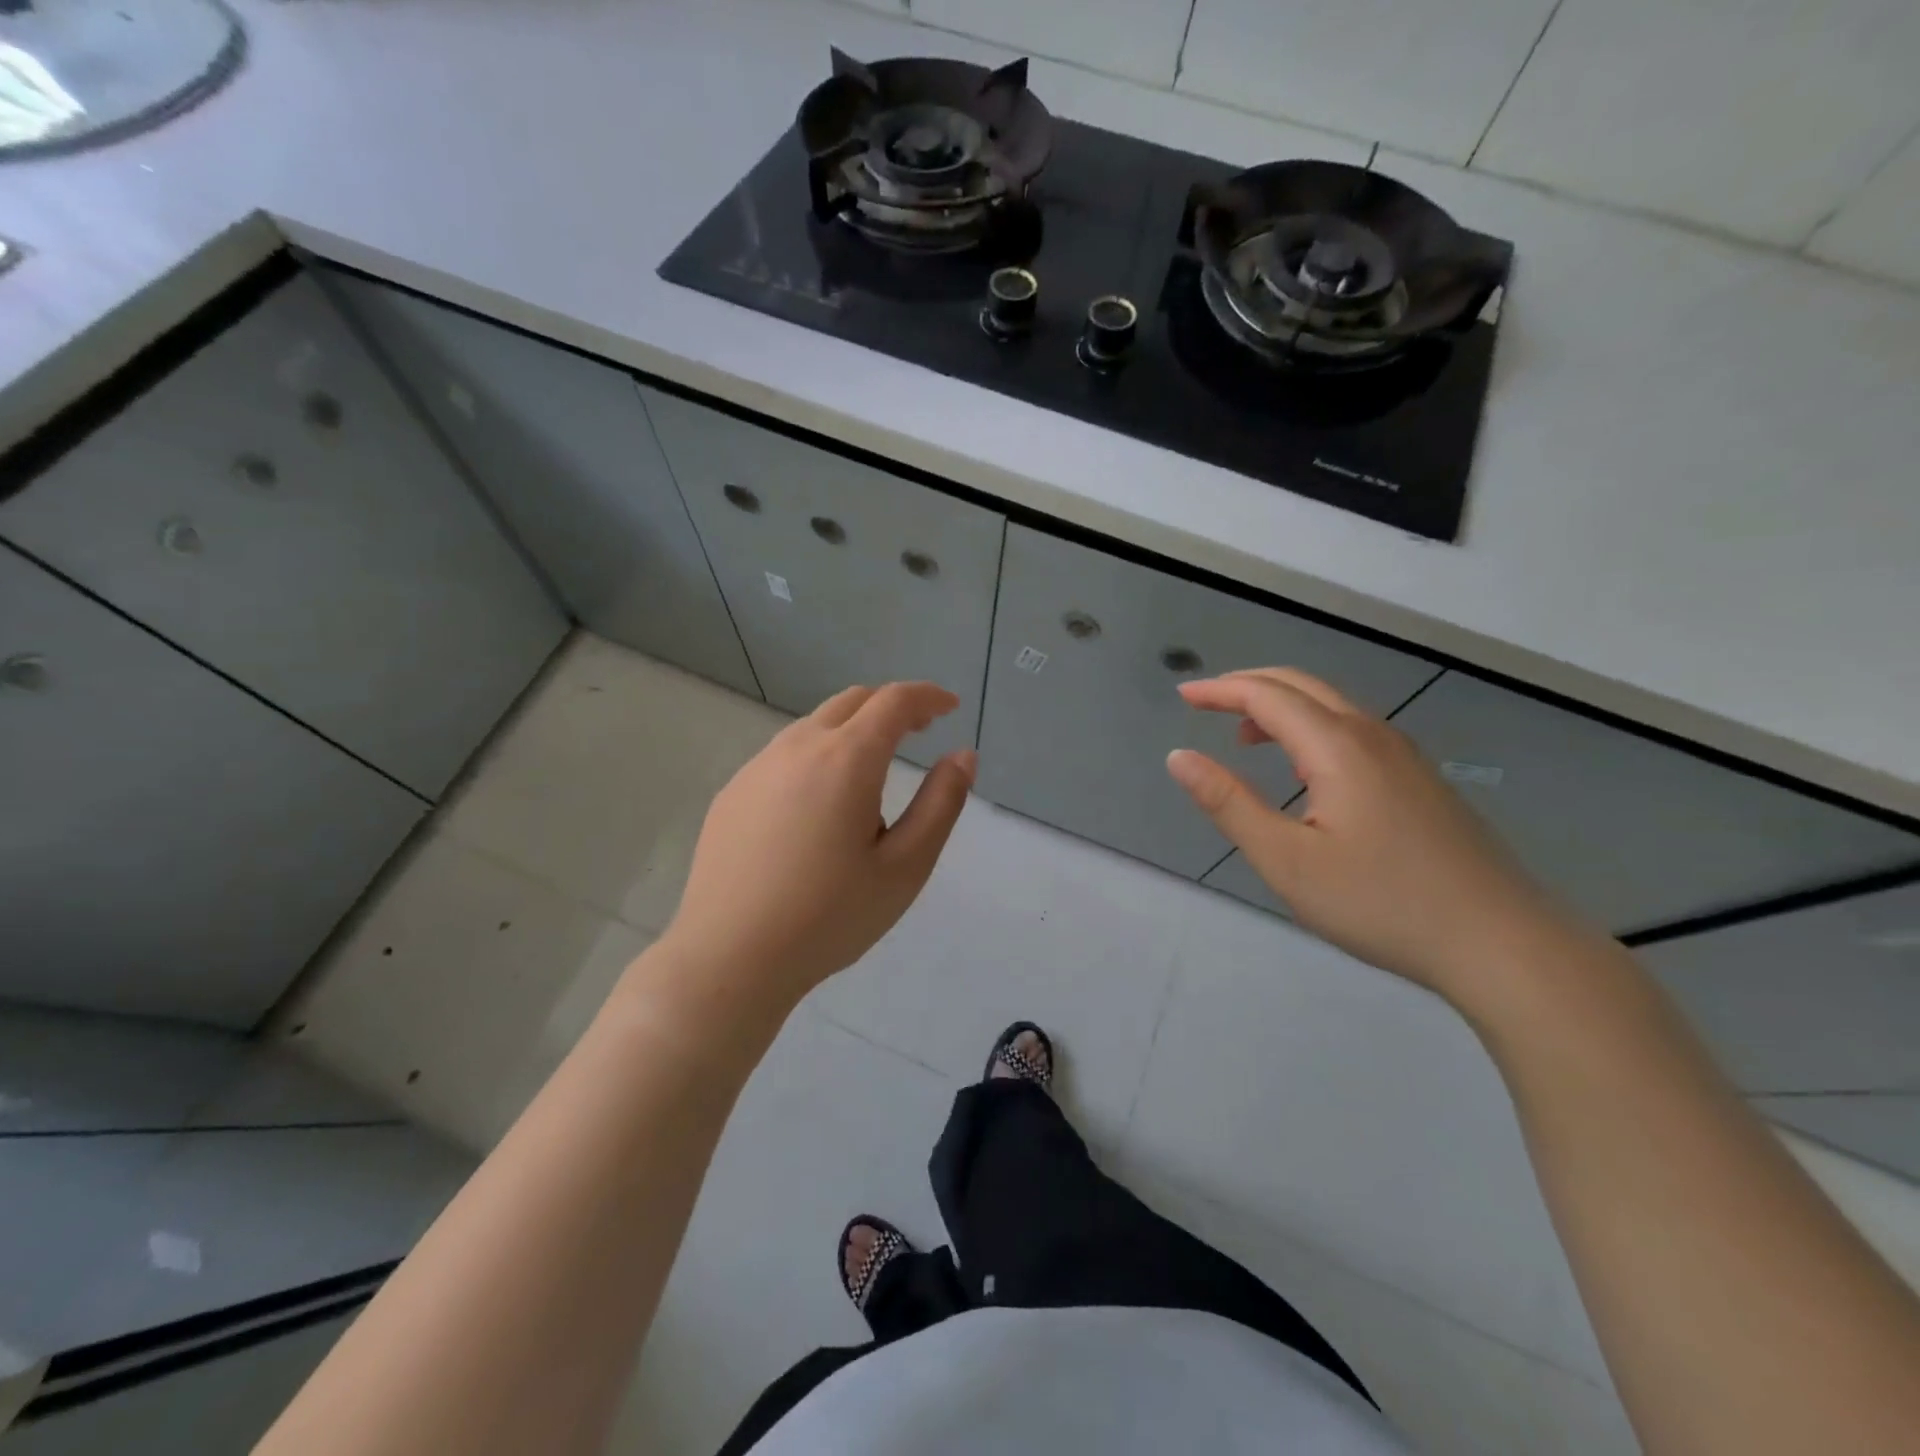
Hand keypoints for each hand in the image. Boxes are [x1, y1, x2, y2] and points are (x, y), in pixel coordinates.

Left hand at [659, 682, 974, 1006]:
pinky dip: (817, 756)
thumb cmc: (829, 917)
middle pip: (852, 701)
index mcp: (846, 759)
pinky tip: (818, 807)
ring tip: (872, 777)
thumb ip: (941, 804)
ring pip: (815, 725)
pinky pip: (784, 755)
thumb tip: (962, 756)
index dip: (928, 696)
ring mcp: (757, 767)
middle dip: (892, 706)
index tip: (950, 707)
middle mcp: (797, 747)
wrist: (729, 958)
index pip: (894, 701)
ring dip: (852, 731)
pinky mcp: (732, 793)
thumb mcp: (905, 867)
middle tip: (919, 731)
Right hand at [1166, 667, 1581, 1000]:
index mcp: (1338, 747)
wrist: (1502, 943)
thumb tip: (1179, 758)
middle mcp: (1373, 736)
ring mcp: (1405, 756)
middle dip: (1248, 686)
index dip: (1220, 690)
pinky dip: (1311, 728)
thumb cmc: (1381, 902)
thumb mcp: (1287, 860)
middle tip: (1205, 702)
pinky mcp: (1421, 780)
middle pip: (1302, 685)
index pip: (1267, 695)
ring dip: (1281, 707)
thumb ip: (1229, 804)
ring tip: (1244, 737)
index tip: (1183, 695)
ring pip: (1332, 706)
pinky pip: (1353, 730)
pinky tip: (1304, 770)